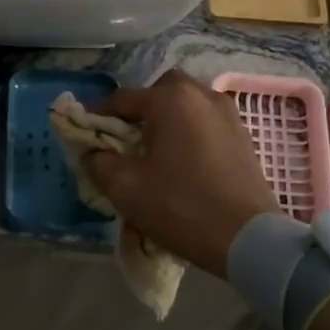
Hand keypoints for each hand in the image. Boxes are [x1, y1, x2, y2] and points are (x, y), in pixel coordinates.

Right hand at [83, 70, 279, 277]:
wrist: (247, 237)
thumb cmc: (180, 206)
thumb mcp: (125, 188)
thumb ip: (98, 162)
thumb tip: (93, 152)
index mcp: (171, 100)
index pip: (122, 99)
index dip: (97, 116)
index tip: (83, 135)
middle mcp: (202, 95)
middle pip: (160, 91)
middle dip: (139, 110)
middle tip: (125, 139)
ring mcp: (228, 114)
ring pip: (186, 105)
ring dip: (166, 120)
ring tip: (153, 151)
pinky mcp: (243, 136)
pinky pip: (205, 122)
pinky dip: (188, 132)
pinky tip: (181, 161)